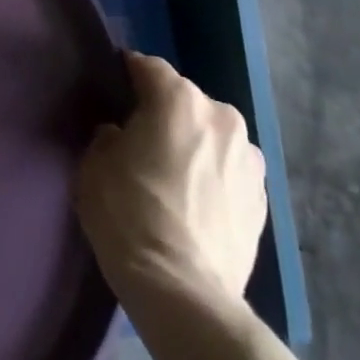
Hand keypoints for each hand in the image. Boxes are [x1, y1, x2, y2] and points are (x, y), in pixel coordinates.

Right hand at [75, 53, 266, 308]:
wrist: (183, 292)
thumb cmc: (128, 214)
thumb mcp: (95, 165)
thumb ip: (110, 136)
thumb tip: (123, 136)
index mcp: (178, 99)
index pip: (148, 67)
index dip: (127, 75)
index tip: (113, 90)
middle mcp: (222, 117)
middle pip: (185, 101)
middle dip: (164, 114)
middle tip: (140, 141)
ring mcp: (250, 160)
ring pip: (211, 136)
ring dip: (194, 145)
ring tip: (172, 177)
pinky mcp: (264, 201)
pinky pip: (229, 172)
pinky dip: (213, 177)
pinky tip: (195, 204)